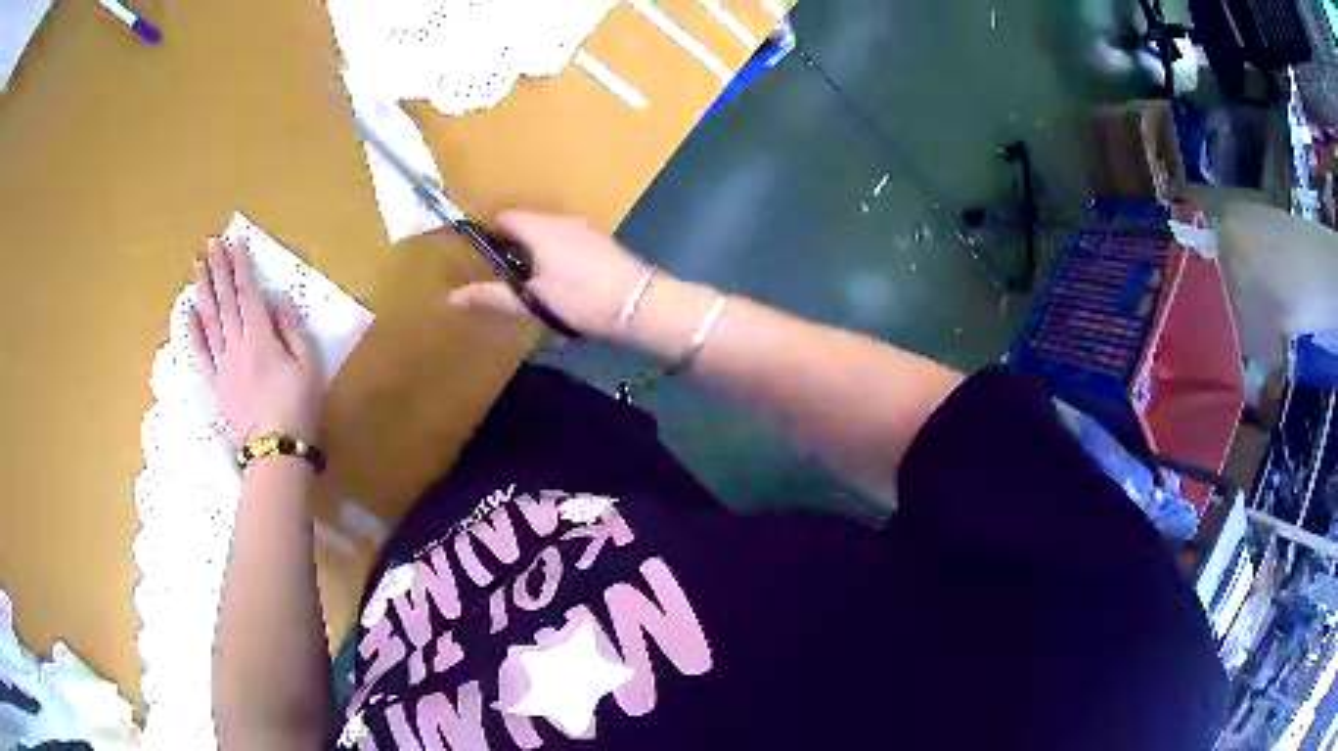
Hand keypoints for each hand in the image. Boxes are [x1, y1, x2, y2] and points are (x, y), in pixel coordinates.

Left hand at [189, 237, 323, 445]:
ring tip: (197, 265)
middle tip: (210, 243)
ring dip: (203, 289)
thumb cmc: (298, 407)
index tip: (234, 241)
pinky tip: (188, 311)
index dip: (240, 266)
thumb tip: (276, 303)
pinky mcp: (216, 382)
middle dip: (218, 269)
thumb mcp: (308, 366)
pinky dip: (193, 329)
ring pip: (209, 319)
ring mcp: (223, 364)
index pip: (247, 293)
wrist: (275, 451)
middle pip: (225, 300)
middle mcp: (237, 344)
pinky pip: (201, 351)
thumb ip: (292, 331)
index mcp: (261, 337)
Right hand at [447, 211, 652, 339]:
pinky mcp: (602, 243)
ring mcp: (586, 230)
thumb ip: (492, 296)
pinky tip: (559, 285)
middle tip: (500, 277)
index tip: (477, 258)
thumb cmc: (581, 299)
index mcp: (540, 228)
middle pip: (526, 224)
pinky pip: (567, 242)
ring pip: (548, 234)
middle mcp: (562, 221)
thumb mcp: (532, 301)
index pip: (504, 217)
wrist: (640, 305)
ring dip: (533, 253)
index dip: (486, 234)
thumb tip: (452, 297)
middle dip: (510, 246)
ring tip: (528, 285)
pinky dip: (554, 256)